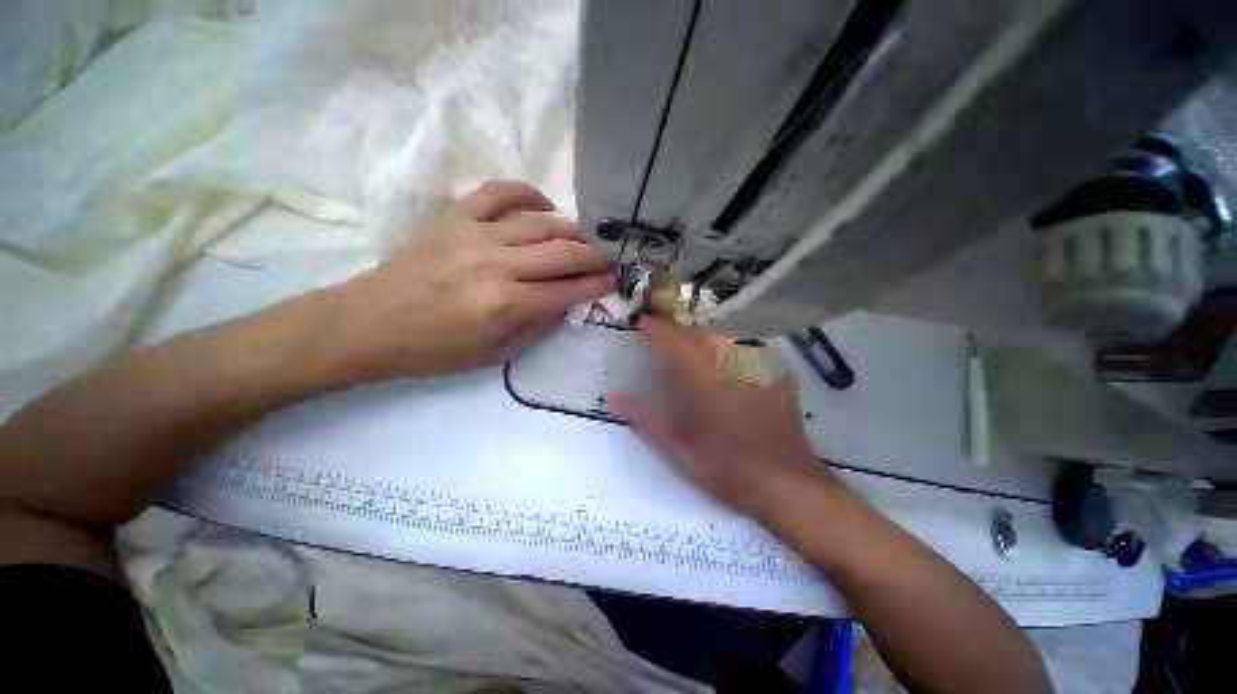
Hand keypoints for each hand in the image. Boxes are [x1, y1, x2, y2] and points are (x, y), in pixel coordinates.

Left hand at [330, 180, 613, 379]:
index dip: (597, 285)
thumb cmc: (435, 350)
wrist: (368, 324)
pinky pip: (498, 192)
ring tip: (587, 239)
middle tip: (610, 259)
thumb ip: (539, 327)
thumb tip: (567, 304)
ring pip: (541, 223)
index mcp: (506, 305)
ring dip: (572, 230)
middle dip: (594, 257)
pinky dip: (528, 193)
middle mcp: (497, 265)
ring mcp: (474, 235)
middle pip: (563, 253)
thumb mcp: (495, 354)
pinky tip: (544, 207)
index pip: (568, 291)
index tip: (614, 281)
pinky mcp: (454, 218)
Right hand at [611, 319, 830, 518]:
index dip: (654, 330)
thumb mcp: (680, 450)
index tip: (642, 327)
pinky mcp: (779, 372)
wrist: (789, 486)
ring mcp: (760, 366)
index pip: (672, 342)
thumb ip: (647, 418)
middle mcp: (732, 366)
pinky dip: (733, 354)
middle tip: (670, 354)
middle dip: (680, 336)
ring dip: (705, 343)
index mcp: (703, 383)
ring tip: (700, 363)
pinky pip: (749, 349)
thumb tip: (615, 397)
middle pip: (700, 332)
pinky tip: (733, 376)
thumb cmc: (729, 472)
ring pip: (725, 336)